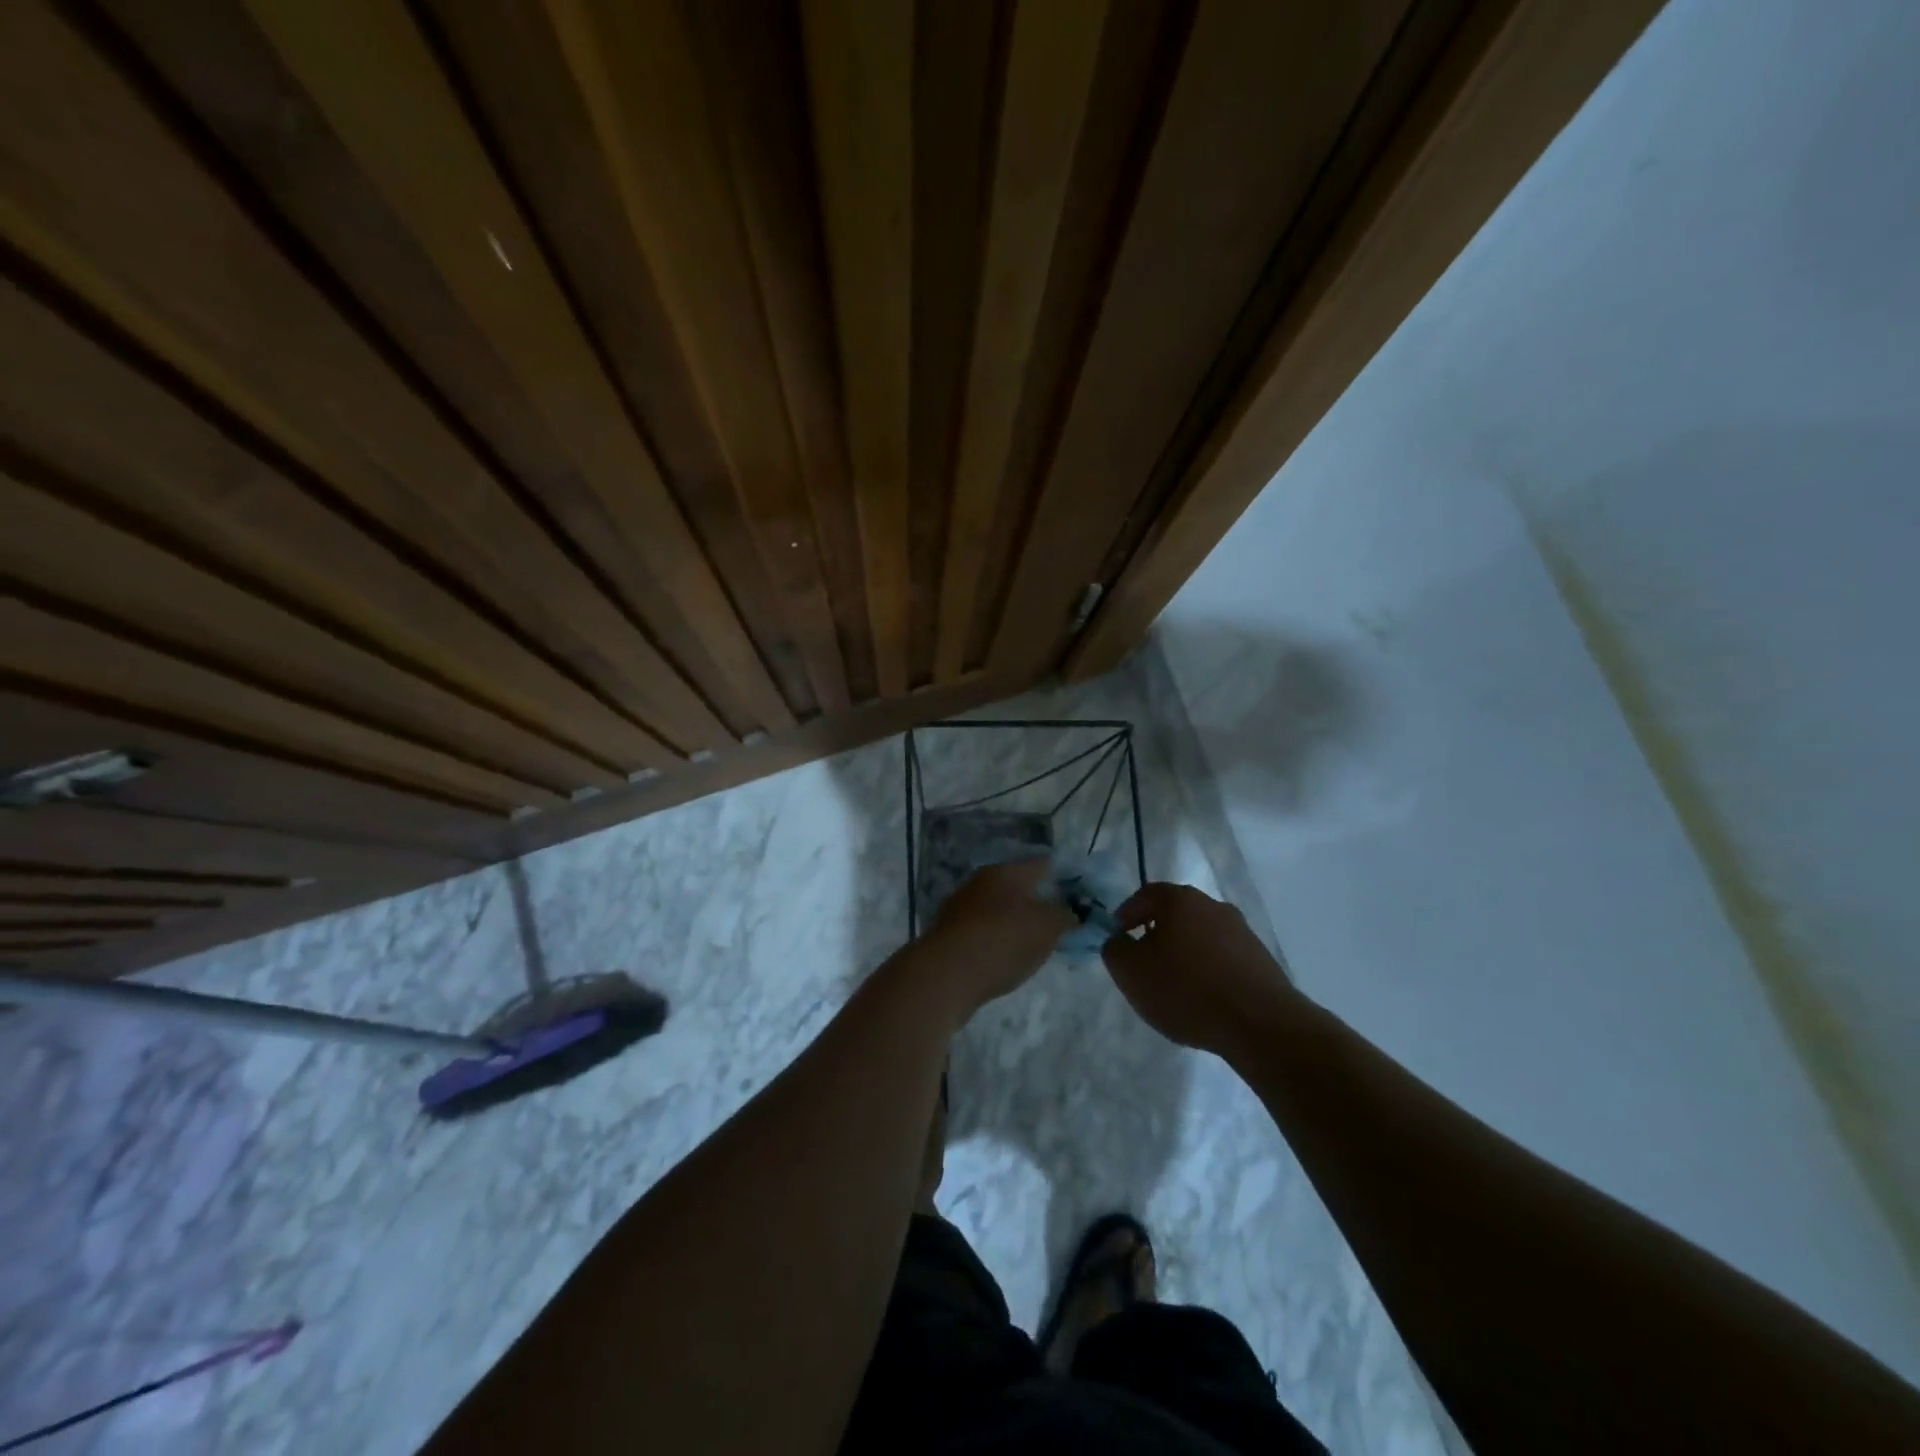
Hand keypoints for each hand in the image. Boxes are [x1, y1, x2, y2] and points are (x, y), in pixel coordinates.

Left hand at [915, 859, 1075, 1018]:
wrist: (945, 975)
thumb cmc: (1002, 941)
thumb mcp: (1047, 928)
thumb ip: (1066, 916)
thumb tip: (1073, 912)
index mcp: (1005, 872)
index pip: (1042, 865)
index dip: (1064, 878)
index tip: (1081, 896)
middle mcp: (980, 883)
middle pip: (1019, 888)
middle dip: (1040, 903)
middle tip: (1061, 924)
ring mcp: (961, 908)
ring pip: (999, 910)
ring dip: (1017, 923)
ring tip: (1037, 944)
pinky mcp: (950, 935)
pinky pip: (984, 932)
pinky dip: (998, 941)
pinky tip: (1007, 959)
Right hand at [1101, 883, 1301, 1059]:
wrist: (1260, 1024)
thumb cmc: (1186, 989)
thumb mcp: (1130, 970)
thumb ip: (1113, 948)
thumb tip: (1117, 939)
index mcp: (1182, 900)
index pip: (1146, 894)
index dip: (1126, 914)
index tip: (1117, 939)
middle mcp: (1214, 906)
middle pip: (1175, 914)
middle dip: (1155, 936)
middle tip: (1143, 965)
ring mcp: (1242, 932)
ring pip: (1200, 937)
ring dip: (1183, 955)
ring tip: (1173, 988)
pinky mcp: (1261, 960)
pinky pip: (1222, 959)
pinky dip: (1207, 972)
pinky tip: (1202, 1000)